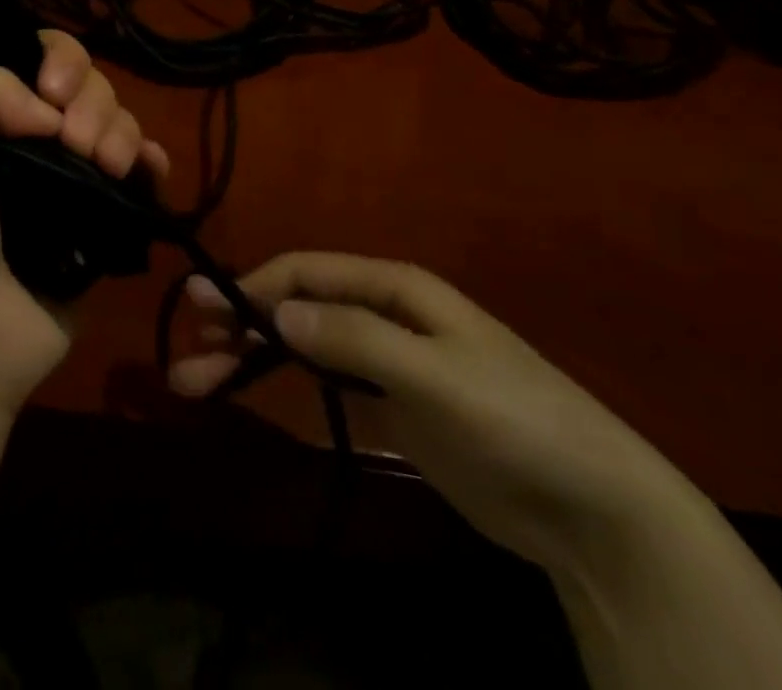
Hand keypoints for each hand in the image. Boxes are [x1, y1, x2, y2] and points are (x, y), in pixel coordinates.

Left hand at [0, 32, 168, 413]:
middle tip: (76, 144)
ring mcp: (71, 184)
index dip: (59, 62)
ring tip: (104, 167)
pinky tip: (147, 170)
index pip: (39, 60)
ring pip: (118, 124)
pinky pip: (141, 176)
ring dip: (120, 132)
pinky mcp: (104, 225)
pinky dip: (151, 162)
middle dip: (92, 103)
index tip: (54, 96)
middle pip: (88, 88)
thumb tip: (50, 109)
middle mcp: (32, 144)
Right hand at [170, 253, 696, 575]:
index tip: (204, 307)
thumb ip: (357, 339)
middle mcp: (383, 312)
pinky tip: (249, 389)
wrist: (593, 508)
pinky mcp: (391, 403)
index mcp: (395, 288)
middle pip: (297, 307)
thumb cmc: (515, 420)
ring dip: (250, 357)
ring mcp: (386, 359)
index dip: (254, 285)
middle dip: (241, 324)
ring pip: (302, 345)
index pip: (308, 273)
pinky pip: (322, 380)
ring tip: (197, 380)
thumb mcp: (435, 374)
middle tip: (188, 348)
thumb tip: (278, 312)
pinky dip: (282, 382)